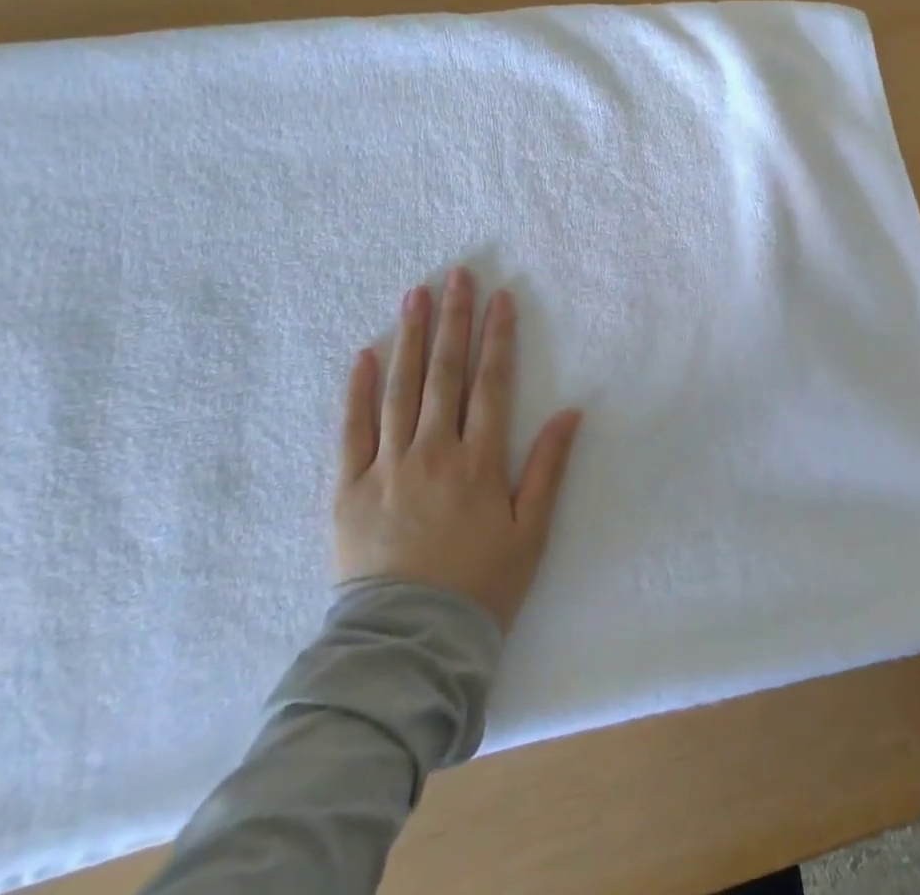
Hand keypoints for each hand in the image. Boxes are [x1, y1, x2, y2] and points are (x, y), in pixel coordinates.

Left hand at [335, 267, 582, 631]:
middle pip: (445, 373)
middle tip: (456, 275)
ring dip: (410, 338)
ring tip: (415, 295)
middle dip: (453, 319)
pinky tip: (366, 354)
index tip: (500, 296)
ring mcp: (386, 468)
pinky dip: (358, 391)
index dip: (497, 336)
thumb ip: (549, 468)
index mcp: (478, 461)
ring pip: (400, 390)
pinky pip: (351, 431)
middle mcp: (433, 453)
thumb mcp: (531, 531)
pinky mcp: (348, 490)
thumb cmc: (481, 586)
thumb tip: (571, 411)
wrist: (409, 645)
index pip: (491, 382)